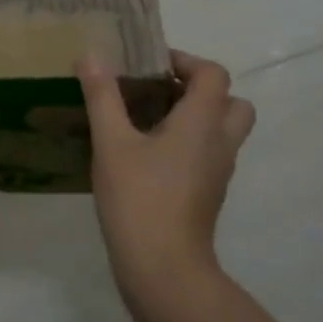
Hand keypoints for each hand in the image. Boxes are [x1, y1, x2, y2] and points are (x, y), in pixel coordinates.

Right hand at [79, 49, 255, 305]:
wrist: (163, 267)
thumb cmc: (139, 197)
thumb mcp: (112, 142)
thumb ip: (103, 97)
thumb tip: (91, 55)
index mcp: (203, 123)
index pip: (213, 74)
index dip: (185, 60)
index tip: (149, 64)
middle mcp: (220, 143)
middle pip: (231, 102)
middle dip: (198, 90)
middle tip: (158, 92)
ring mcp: (218, 172)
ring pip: (221, 131)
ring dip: (194, 117)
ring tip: (147, 121)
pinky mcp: (207, 194)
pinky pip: (207, 155)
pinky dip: (187, 144)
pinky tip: (146, 155)